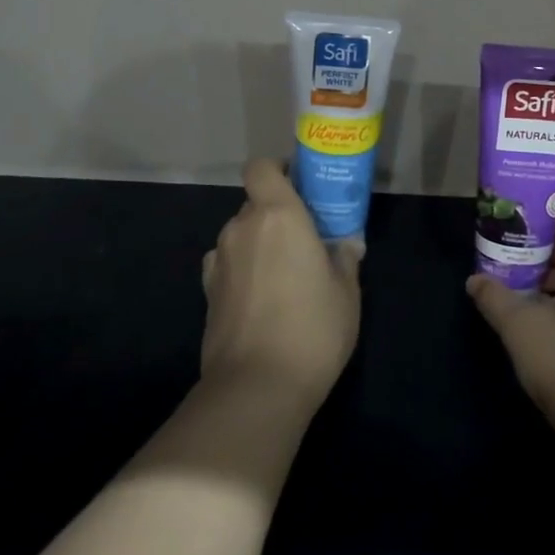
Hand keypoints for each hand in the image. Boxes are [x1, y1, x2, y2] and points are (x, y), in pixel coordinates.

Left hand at [201, 160, 361, 408]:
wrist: (256, 386)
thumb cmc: (312, 328)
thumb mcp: (346, 292)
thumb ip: (345, 259)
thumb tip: (346, 244)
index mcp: (278, 215)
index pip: (262, 168)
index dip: (278, 170)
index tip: (301, 187)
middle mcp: (242, 227)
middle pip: (256, 203)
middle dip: (278, 214)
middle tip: (307, 240)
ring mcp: (219, 260)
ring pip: (241, 234)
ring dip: (260, 243)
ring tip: (286, 275)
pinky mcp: (207, 291)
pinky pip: (229, 263)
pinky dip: (243, 268)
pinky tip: (262, 296)